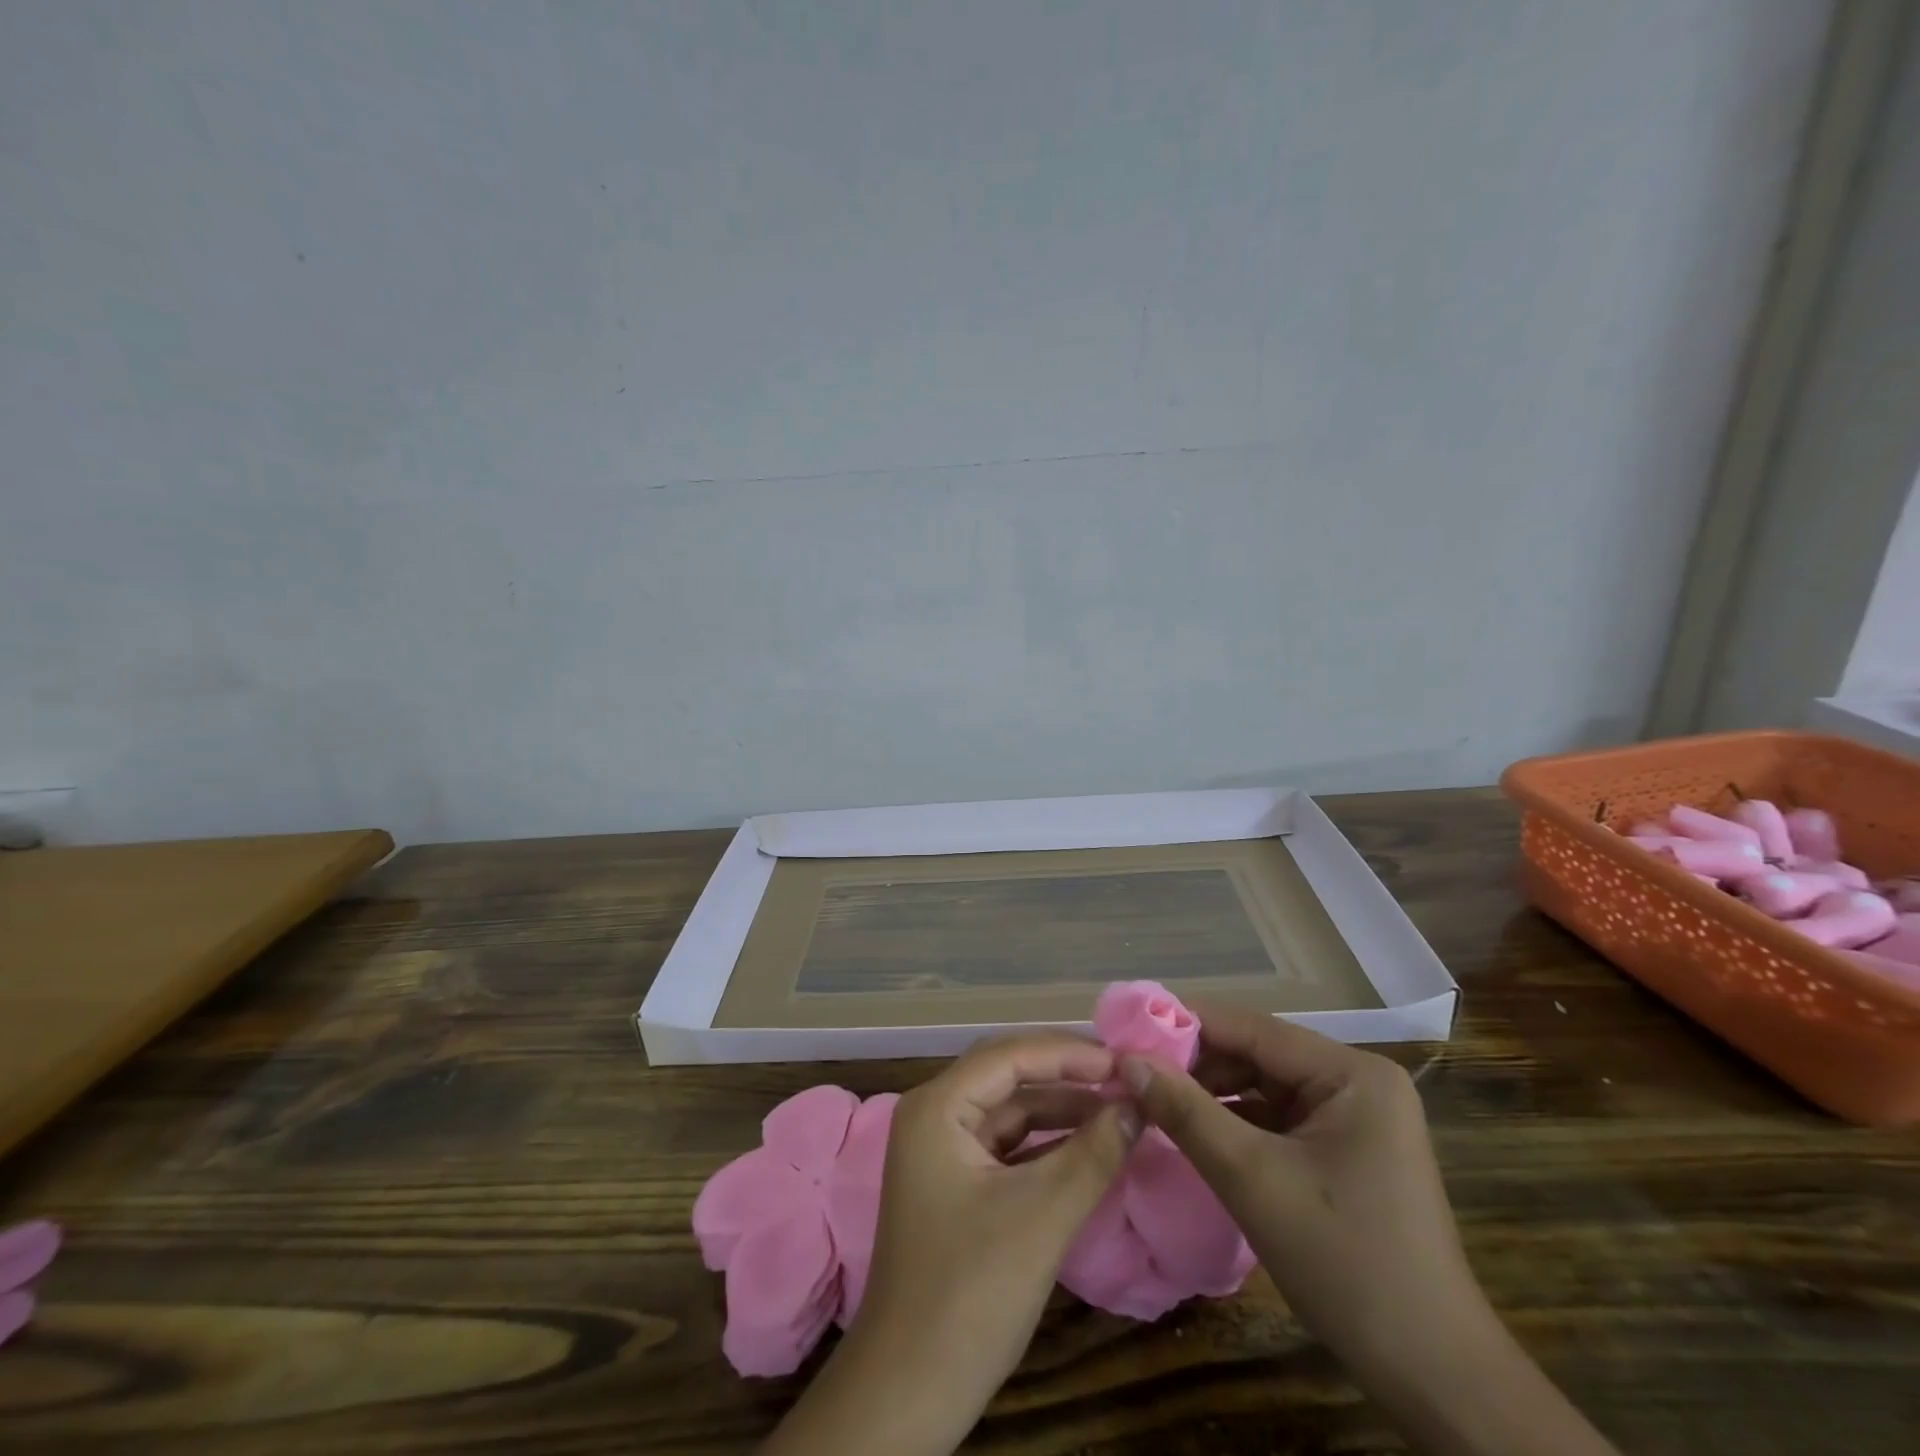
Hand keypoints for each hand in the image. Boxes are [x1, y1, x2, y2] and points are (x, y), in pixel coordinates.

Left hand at [763, 1034, 1139, 1455]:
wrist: (909, 1392)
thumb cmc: (970, 1293)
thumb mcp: (1041, 1217)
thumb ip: (1093, 1154)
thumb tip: (1137, 1105)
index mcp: (937, 1106)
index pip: (1010, 1055)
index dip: (1069, 1053)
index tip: (1124, 1062)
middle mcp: (935, 1115)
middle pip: (1008, 1075)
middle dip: (1066, 1074)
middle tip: (1125, 1077)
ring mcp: (943, 1151)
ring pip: (1010, 1110)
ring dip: (1061, 1109)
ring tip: (1119, 1108)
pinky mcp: (956, 1184)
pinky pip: (1008, 1145)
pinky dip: (1048, 1143)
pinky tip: (1090, 1146)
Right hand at [1120, 1001, 1473, 1366]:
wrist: (1434, 1377)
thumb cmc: (1346, 1264)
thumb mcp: (1252, 1179)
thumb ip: (1185, 1111)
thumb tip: (1127, 1060)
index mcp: (1351, 1072)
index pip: (1252, 1028)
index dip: (1185, 1026)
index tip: (1127, 1033)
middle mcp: (1357, 1081)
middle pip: (1258, 1054)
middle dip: (1195, 1065)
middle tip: (1133, 1075)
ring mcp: (1356, 1117)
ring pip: (1264, 1087)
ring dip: (1211, 1094)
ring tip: (1152, 1101)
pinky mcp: (1347, 1150)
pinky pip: (1278, 1119)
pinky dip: (1235, 1123)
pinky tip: (1193, 1133)